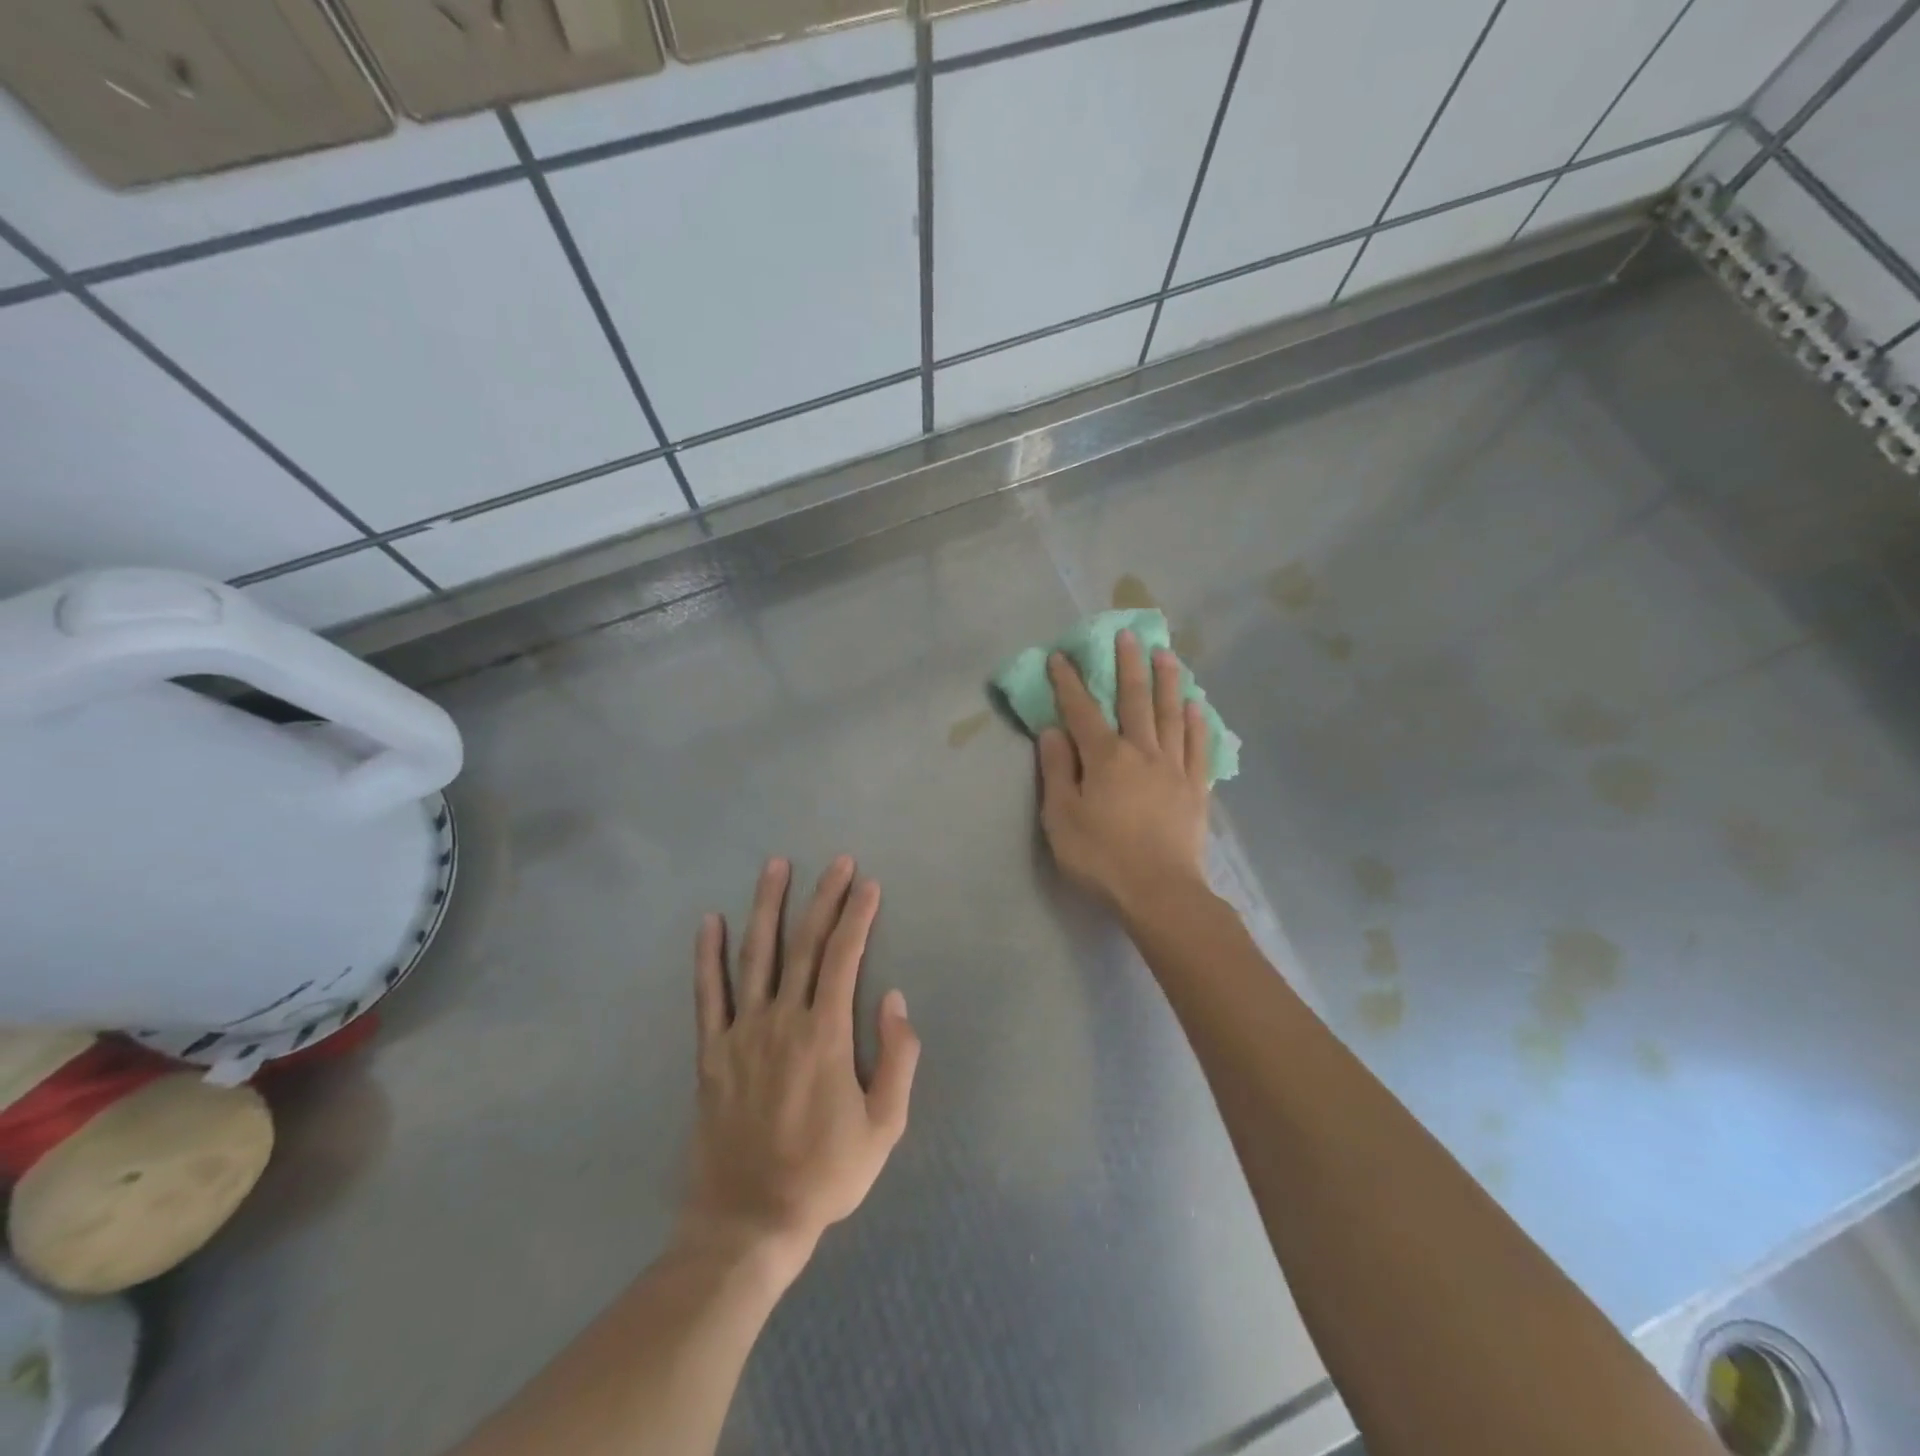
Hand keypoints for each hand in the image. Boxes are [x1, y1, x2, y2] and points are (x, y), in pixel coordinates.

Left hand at [681, 857, 919, 1282]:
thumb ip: (897, 1058)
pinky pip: (708, 994)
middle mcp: (782, 1020)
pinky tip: (710, 922)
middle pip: (806, 944)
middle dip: (824, 898)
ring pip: (756, 955)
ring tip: (776, 866)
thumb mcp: (884, 1127)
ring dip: (767, 906)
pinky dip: (708, 955)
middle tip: (837, 861)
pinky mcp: (711, 1052)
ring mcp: (741, 1033)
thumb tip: (895, 999)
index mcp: (826, 1035)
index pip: (845, 957)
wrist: (748, 1223)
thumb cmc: (824, 1174)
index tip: (868, 884)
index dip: (858, 916)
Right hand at [1037, 631, 1211, 915]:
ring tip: (1166, 654)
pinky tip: (1195, 706)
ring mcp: (1174, 768)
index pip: (1082, 711)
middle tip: (1128, 634)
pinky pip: (1197, 747)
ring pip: (1170, 715)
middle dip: (1128, 665)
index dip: (1070, 682)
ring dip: (1167, 682)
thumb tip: (1053, 731)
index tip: (1062, 656)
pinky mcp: (1196, 788)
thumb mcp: (1062, 817)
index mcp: (1105, 758)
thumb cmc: (1101, 857)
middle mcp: (1142, 752)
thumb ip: (1058, 771)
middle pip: (1135, 700)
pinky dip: (1195, 723)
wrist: (1159, 892)